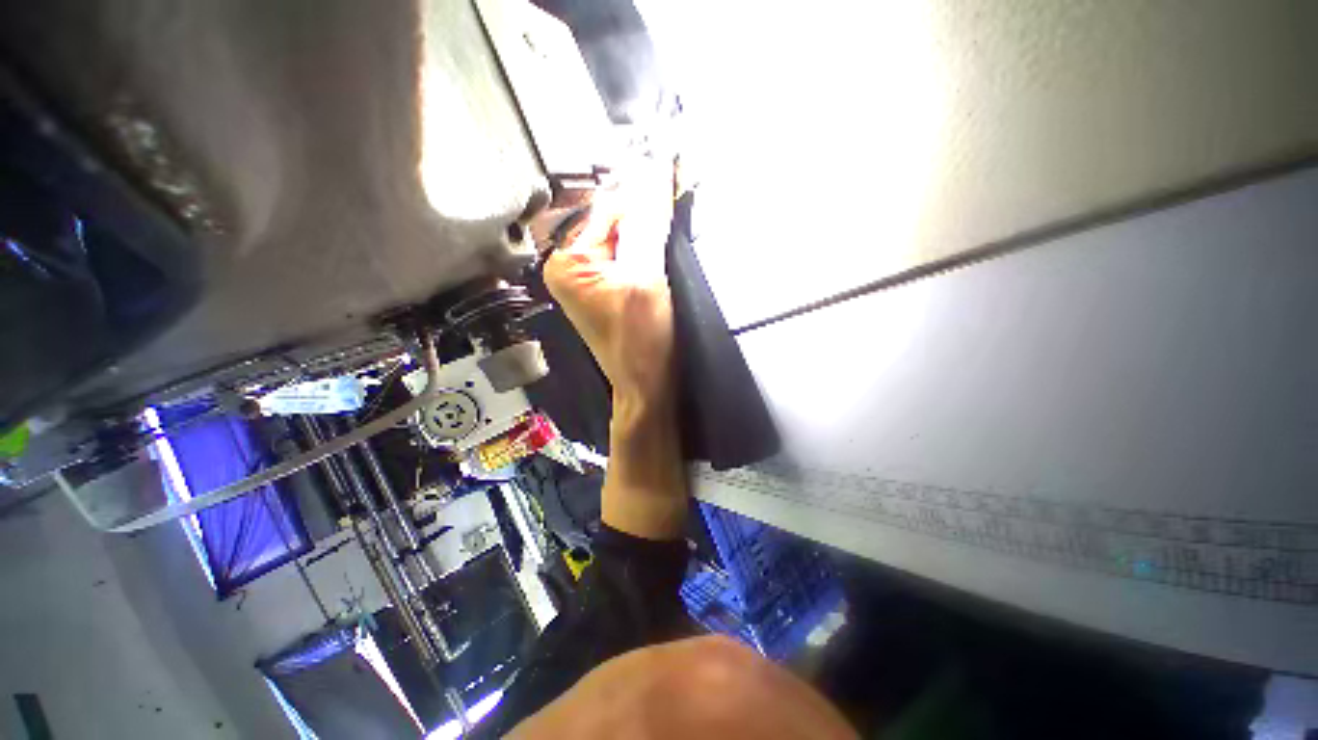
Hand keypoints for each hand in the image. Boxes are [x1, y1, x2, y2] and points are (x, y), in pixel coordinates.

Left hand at [543, 165, 687, 539]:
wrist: (648, 385)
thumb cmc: (641, 342)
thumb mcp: (644, 278)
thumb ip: (646, 223)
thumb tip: (655, 171)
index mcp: (567, 263)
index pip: (607, 207)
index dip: (641, 187)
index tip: (669, 161)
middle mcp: (571, 267)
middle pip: (614, 220)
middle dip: (646, 206)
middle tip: (677, 181)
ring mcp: (590, 278)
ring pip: (624, 236)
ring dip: (651, 223)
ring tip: (676, 204)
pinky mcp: (610, 288)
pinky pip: (629, 254)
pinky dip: (649, 244)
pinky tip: (667, 238)